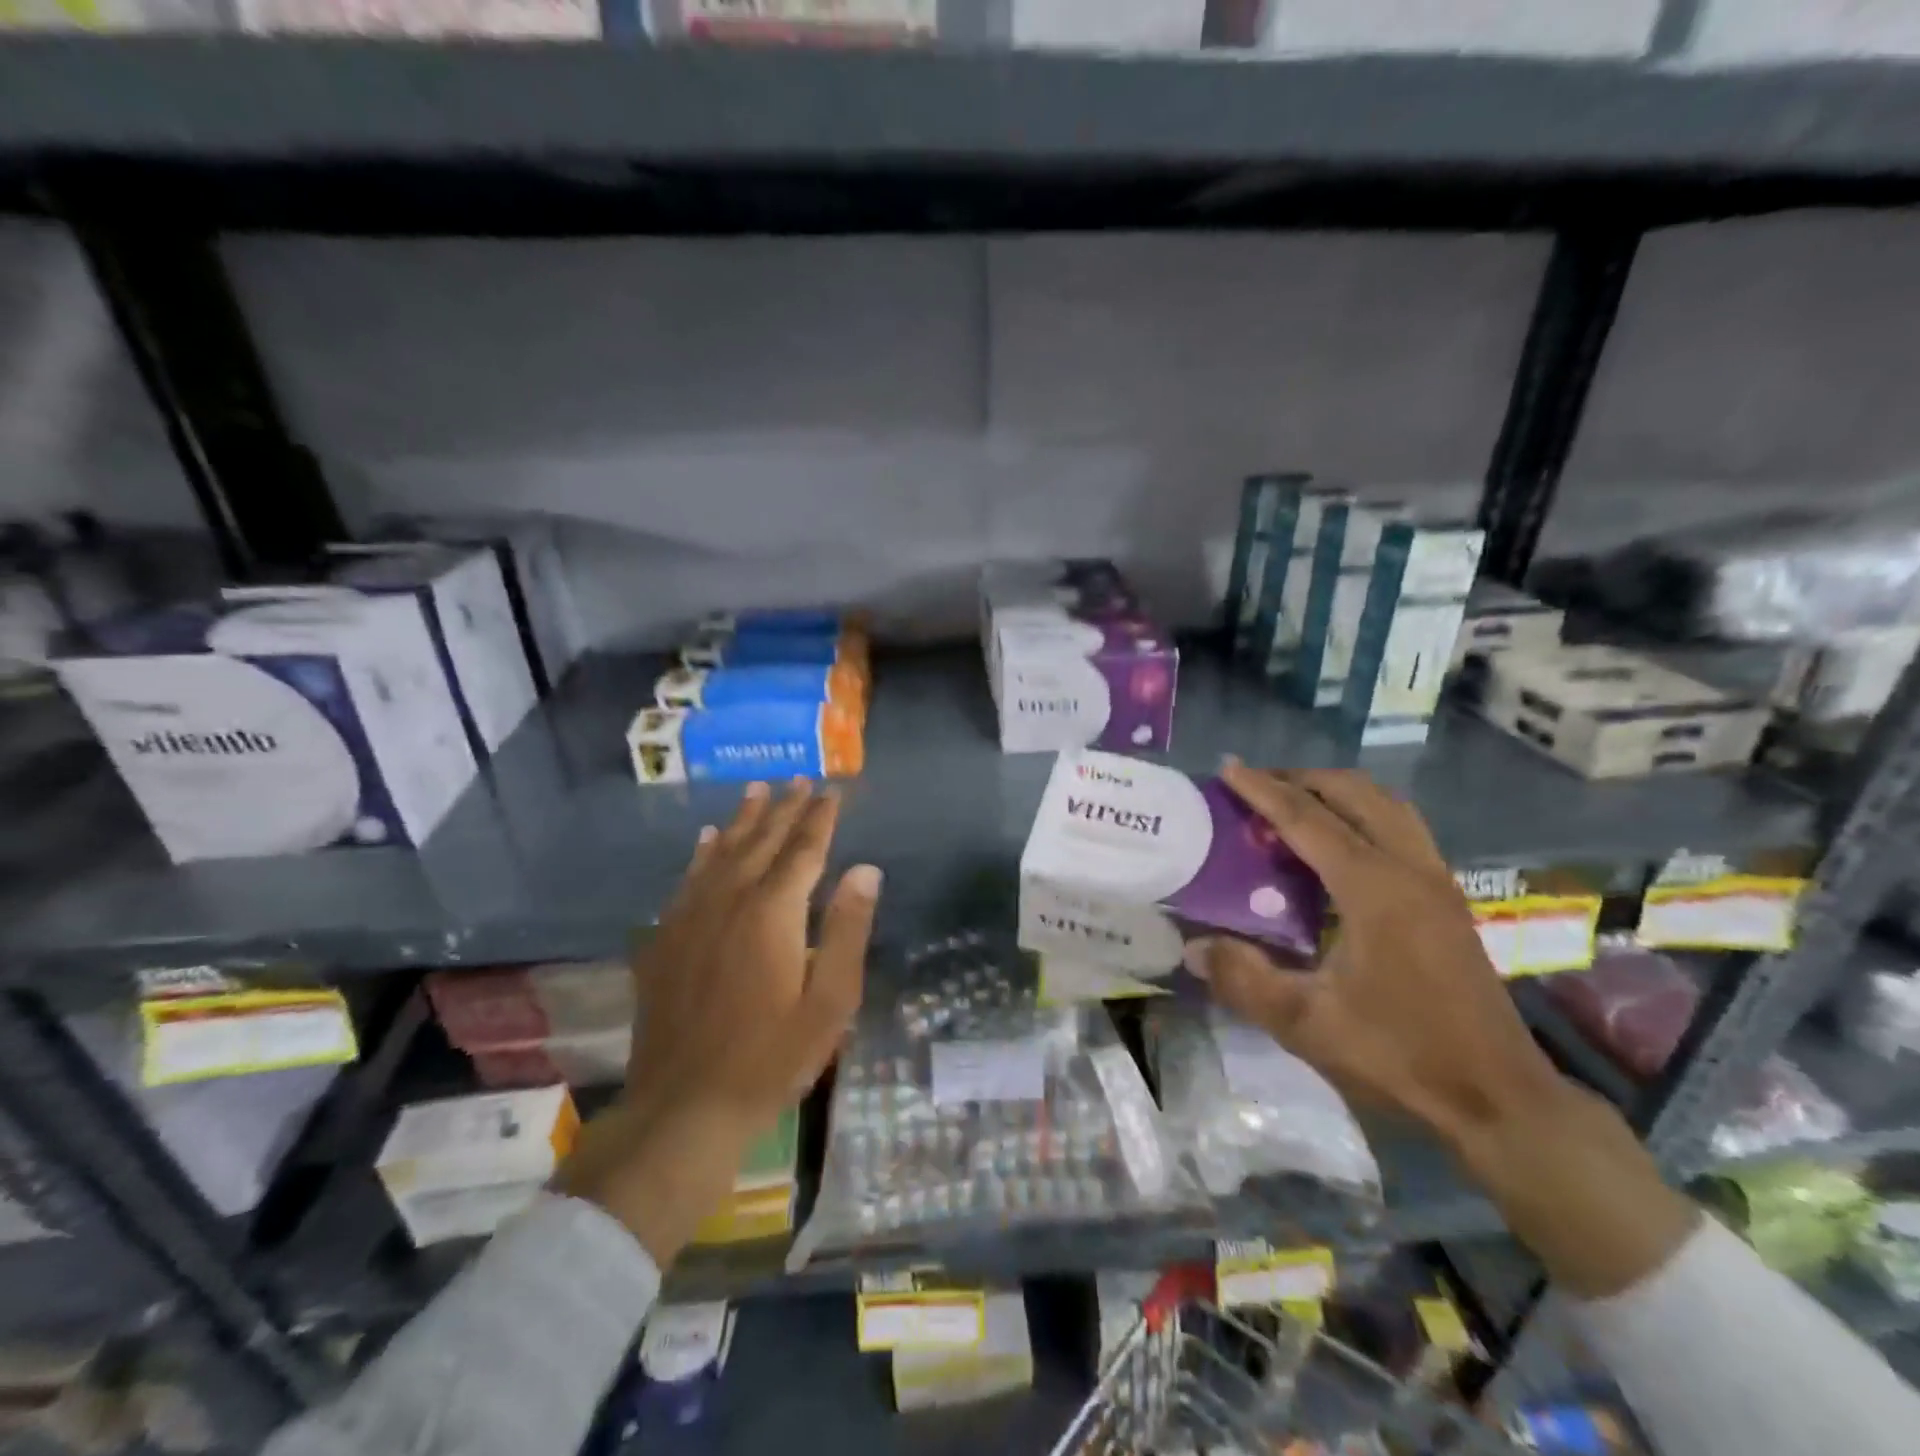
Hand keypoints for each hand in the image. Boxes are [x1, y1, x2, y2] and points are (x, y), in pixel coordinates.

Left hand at [556, 780, 880, 1265]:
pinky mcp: (665, 940)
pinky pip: (687, 881)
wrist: (685, 1107)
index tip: (832, 790)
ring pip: (720, 852)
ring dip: (742, 820)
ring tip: (756, 790)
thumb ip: (848, 930)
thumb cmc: (771, 1058)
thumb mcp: (830, 1002)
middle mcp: (729, 901)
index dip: (820, 817)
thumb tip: (866, 869)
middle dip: (784, 808)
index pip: (803, 850)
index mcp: (773, 912)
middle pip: (761, 842)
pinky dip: (700, 854)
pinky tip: (705, 839)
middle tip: (799, 779)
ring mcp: (690, 918)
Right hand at [1186, 761, 1563, 1147]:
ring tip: (1295, 802)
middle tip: (1257, 785)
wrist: (1498, 1097)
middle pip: (1354, 794)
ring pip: (1386, 805)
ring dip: (1337, 792)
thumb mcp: (1306, 1022)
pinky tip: (1340, 845)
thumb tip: (1192, 946)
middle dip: (1302, 779)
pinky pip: (1402, 828)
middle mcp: (1409, 869)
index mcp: (1374, 888)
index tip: (1229, 767)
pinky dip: (1364, 814)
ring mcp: (1436, 881)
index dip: (1263, 791)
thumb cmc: (1399, 1054)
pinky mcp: (1448, 899)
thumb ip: (1243, 978)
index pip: (1307, 819)